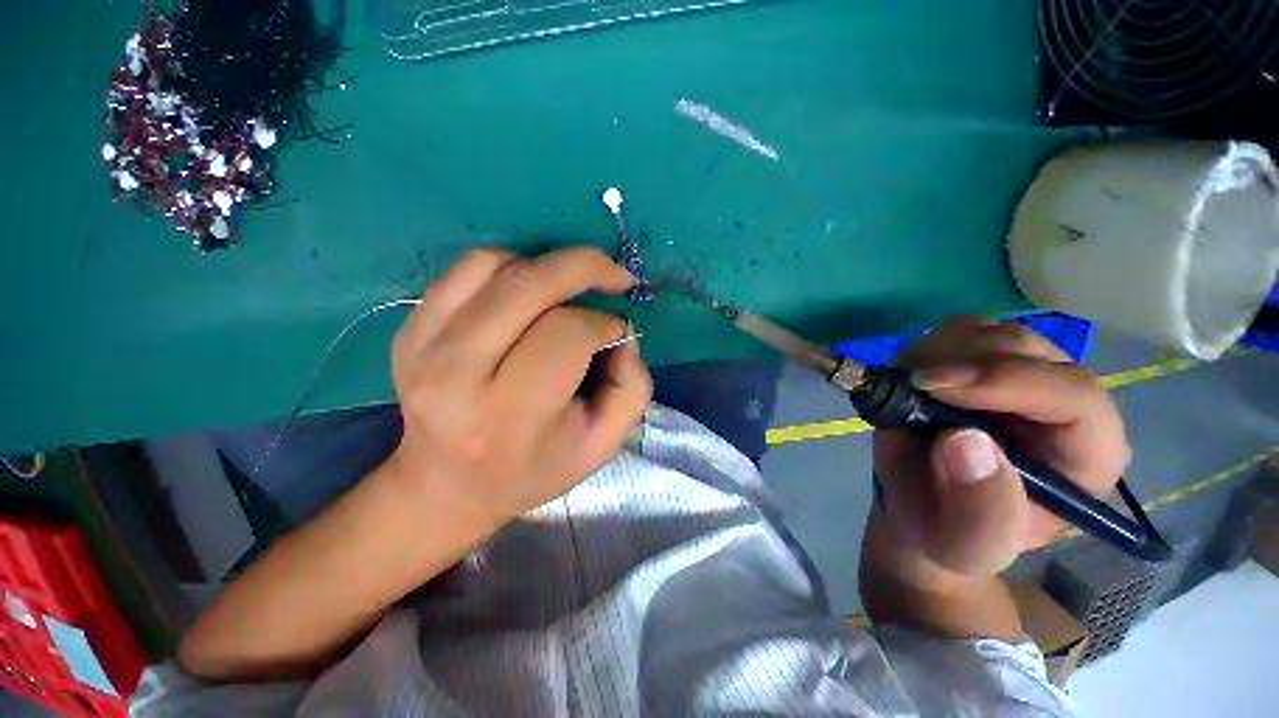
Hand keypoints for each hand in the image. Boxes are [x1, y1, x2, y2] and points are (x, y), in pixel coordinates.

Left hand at [387, 247, 651, 525]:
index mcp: (508, 413)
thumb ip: (631, 387)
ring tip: (569, 288)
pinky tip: (529, 289)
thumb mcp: (602, 445)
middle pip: (528, 285)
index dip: (605, 324)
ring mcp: (423, 345)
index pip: (567, 334)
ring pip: (494, 265)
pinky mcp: (410, 329)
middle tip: (615, 276)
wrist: (449, 487)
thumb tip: (621, 332)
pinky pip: (465, 270)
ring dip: (546, 265)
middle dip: (585, 267)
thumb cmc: (533, 470)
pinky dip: (509, 265)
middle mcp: (456, 373)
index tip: (616, 334)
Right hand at [871, 316, 1129, 584]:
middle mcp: (1062, 406)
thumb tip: (965, 441)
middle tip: (911, 383)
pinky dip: (927, 346)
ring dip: (940, 351)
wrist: (921, 507)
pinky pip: (960, 331)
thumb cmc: (949, 532)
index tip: (934, 386)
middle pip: (1030, 350)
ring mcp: (1020, 377)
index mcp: (1084, 455)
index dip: (1007, 381)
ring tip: (907, 387)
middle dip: (965, 360)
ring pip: (992, 332)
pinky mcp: (981, 364)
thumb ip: (978, 512)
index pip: (1074, 397)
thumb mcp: (965, 545)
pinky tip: (910, 377)